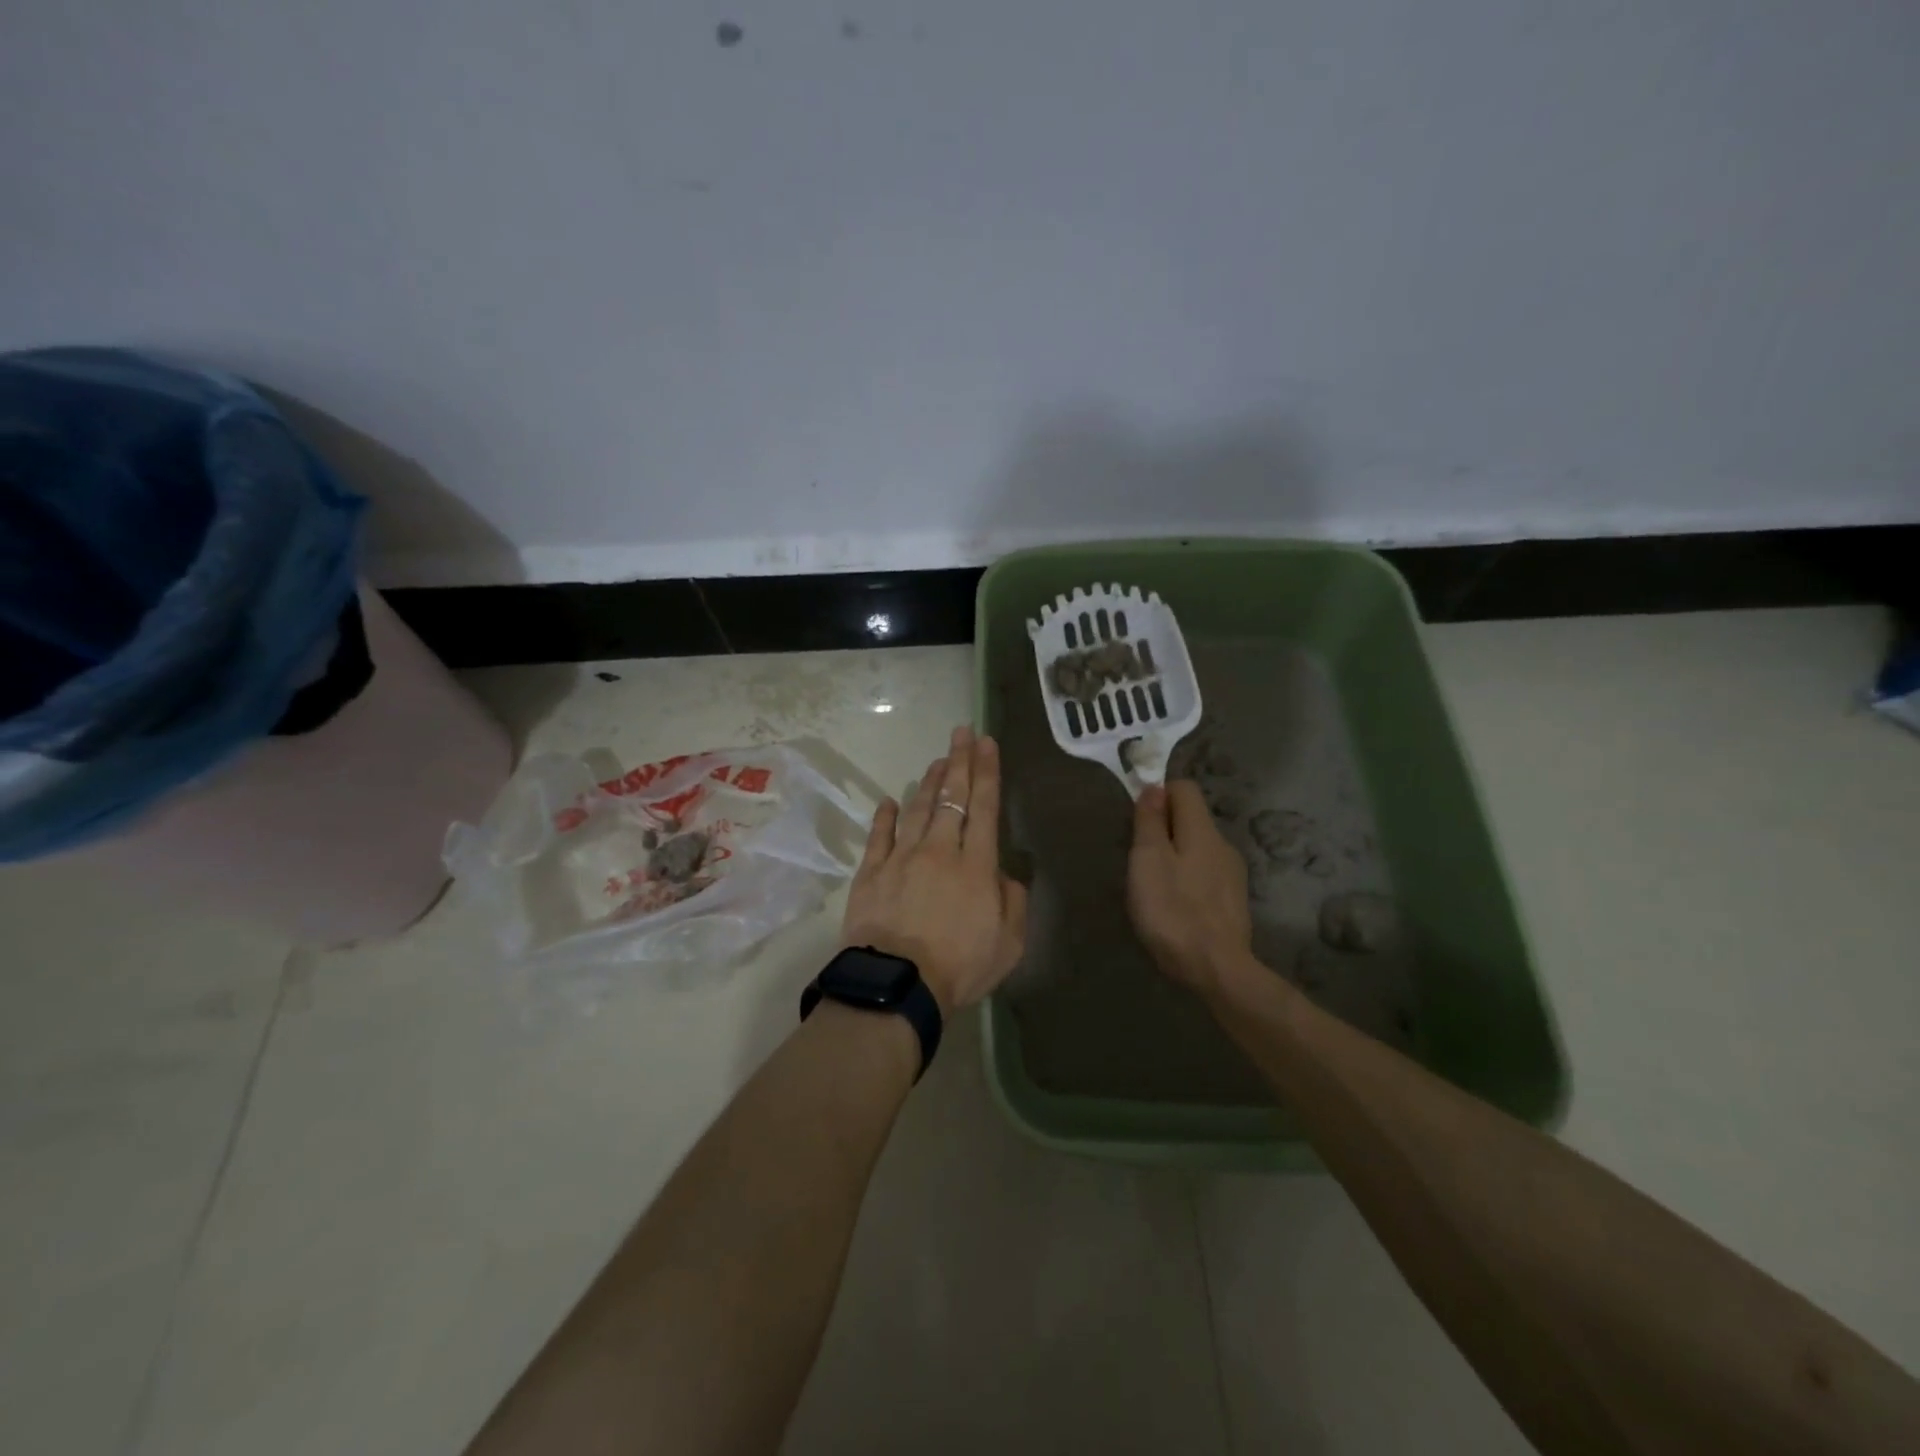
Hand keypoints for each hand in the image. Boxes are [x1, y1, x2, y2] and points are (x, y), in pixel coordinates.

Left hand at [840, 726, 1027, 1012]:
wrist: (897, 984)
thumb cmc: (959, 966)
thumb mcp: (1009, 944)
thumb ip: (1013, 902)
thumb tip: (1005, 874)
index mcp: (976, 864)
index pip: (984, 806)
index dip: (987, 771)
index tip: (987, 742)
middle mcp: (939, 850)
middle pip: (951, 797)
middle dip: (959, 761)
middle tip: (962, 732)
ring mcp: (901, 858)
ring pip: (918, 809)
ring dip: (929, 782)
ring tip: (937, 760)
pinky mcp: (871, 872)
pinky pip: (879, 835)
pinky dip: (885, 816)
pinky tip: (889, 800)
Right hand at [1128, 781, 1253, 995]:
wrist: (1217, 970)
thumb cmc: (1173, 911)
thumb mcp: (1148, 861)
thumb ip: (1150, 822)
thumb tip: (1154, 787)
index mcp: (1202, 830)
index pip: (1184, 788)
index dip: (1158, 794)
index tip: (1136, 819)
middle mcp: (1223, 844)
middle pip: (1191, 818)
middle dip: (1163, 828)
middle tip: (1137, 857)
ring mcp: (1232, 874)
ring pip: (1198, 848)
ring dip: (1175, 855)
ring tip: (1153, 884)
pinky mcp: (1233, 901)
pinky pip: (1205, 873)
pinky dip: (1187, 878)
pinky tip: (1175, 905)